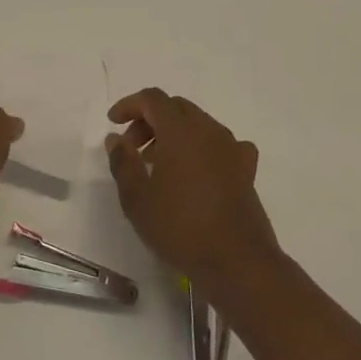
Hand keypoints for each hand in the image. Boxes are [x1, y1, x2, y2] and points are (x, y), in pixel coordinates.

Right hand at [105, 88, 279, 290]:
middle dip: (150, 120)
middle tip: (133, 148)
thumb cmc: (180, 227)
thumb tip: (116, 139)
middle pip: (175, 107)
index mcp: (180, 130)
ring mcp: (231, 147)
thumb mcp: (137, 198)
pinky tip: (197, 170)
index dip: (130, 105)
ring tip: (159, 164)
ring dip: (174, 133)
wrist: (237, 261)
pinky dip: (203, 148)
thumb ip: (123, 162)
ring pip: (198, 123)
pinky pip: (221, 144)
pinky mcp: (246, 169)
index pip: (152, 98)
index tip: (113, 123)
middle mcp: (208, 129)